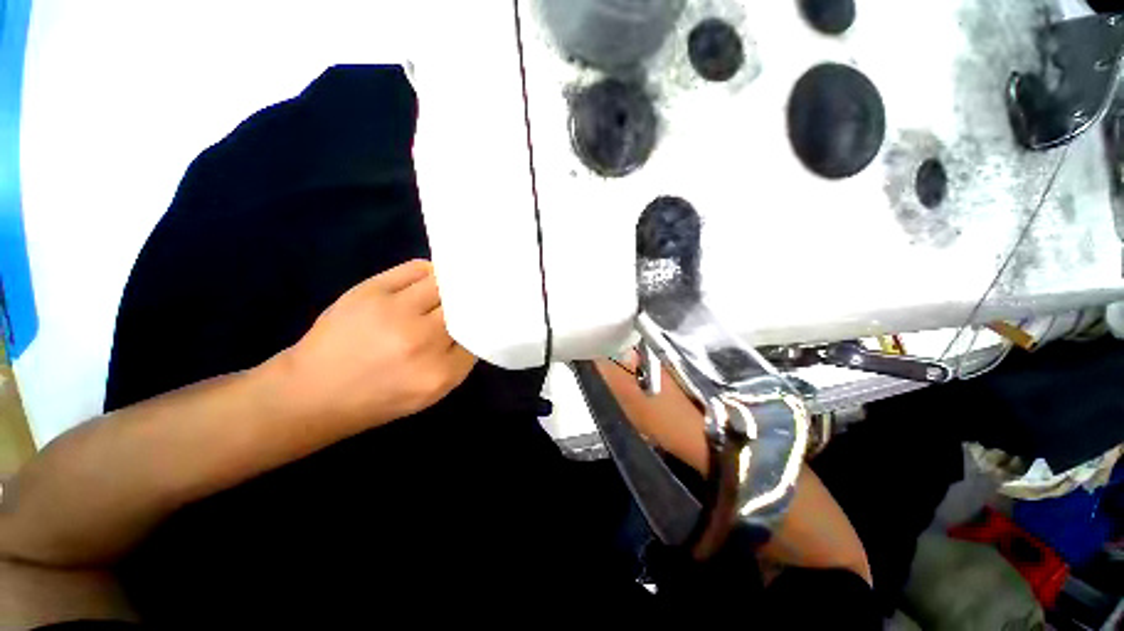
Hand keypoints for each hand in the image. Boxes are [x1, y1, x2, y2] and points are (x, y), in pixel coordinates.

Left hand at [271, 260, 475, 429]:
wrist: (313, 392)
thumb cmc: (378, 398)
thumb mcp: (430, 393)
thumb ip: (458, 360)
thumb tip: (475, 323)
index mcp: (440, 373)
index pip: (479, 336)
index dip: (482, 324)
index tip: (484, 317)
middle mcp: (423, 340)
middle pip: (465, 306)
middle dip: (471, 302)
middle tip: (473, 297)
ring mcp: (396, 312)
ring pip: (445, 283)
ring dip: (453, 285)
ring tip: (452, 287)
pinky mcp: (371, 291)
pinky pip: (418, 269)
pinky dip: (431, 272)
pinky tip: (430, 280)